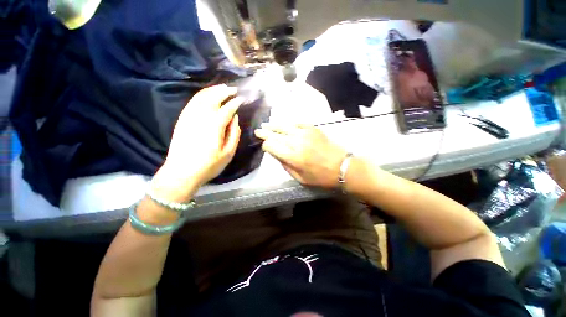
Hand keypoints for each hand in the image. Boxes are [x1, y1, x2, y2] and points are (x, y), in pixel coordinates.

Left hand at [152, 85, 242, 200]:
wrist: (181, 172)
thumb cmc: (209, 165)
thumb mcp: (228, 153)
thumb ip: (234, 134)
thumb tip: (235, 118)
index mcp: (215, 125)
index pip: (227, 108)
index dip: (235, 102)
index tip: (241, 98)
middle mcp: (201, 116)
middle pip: (213, 98)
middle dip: (224, 91)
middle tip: (233, 89)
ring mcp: (190, 116)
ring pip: (202, 97)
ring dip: (213, 90)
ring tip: (222, 88)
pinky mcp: (182, 119)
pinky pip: (192, 102)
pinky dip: (201, 95)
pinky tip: (207, 95)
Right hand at [255, 124, 346, 187]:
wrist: (342, 166)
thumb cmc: (321, 177)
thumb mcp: (300, 178)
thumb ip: (286, 166)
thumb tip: (277, 154)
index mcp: (292, 156)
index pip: (271, 145)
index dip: (266, 145)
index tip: (265, 147)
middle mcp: (296, 142)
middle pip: (276, 134)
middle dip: (265, 133)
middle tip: (258, 130)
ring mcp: (305, 133)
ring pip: (284, 126)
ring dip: (274, 126)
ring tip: (267, 125)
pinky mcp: (313, 128)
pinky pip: (297, 123)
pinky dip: (289, 124)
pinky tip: (285, 125)